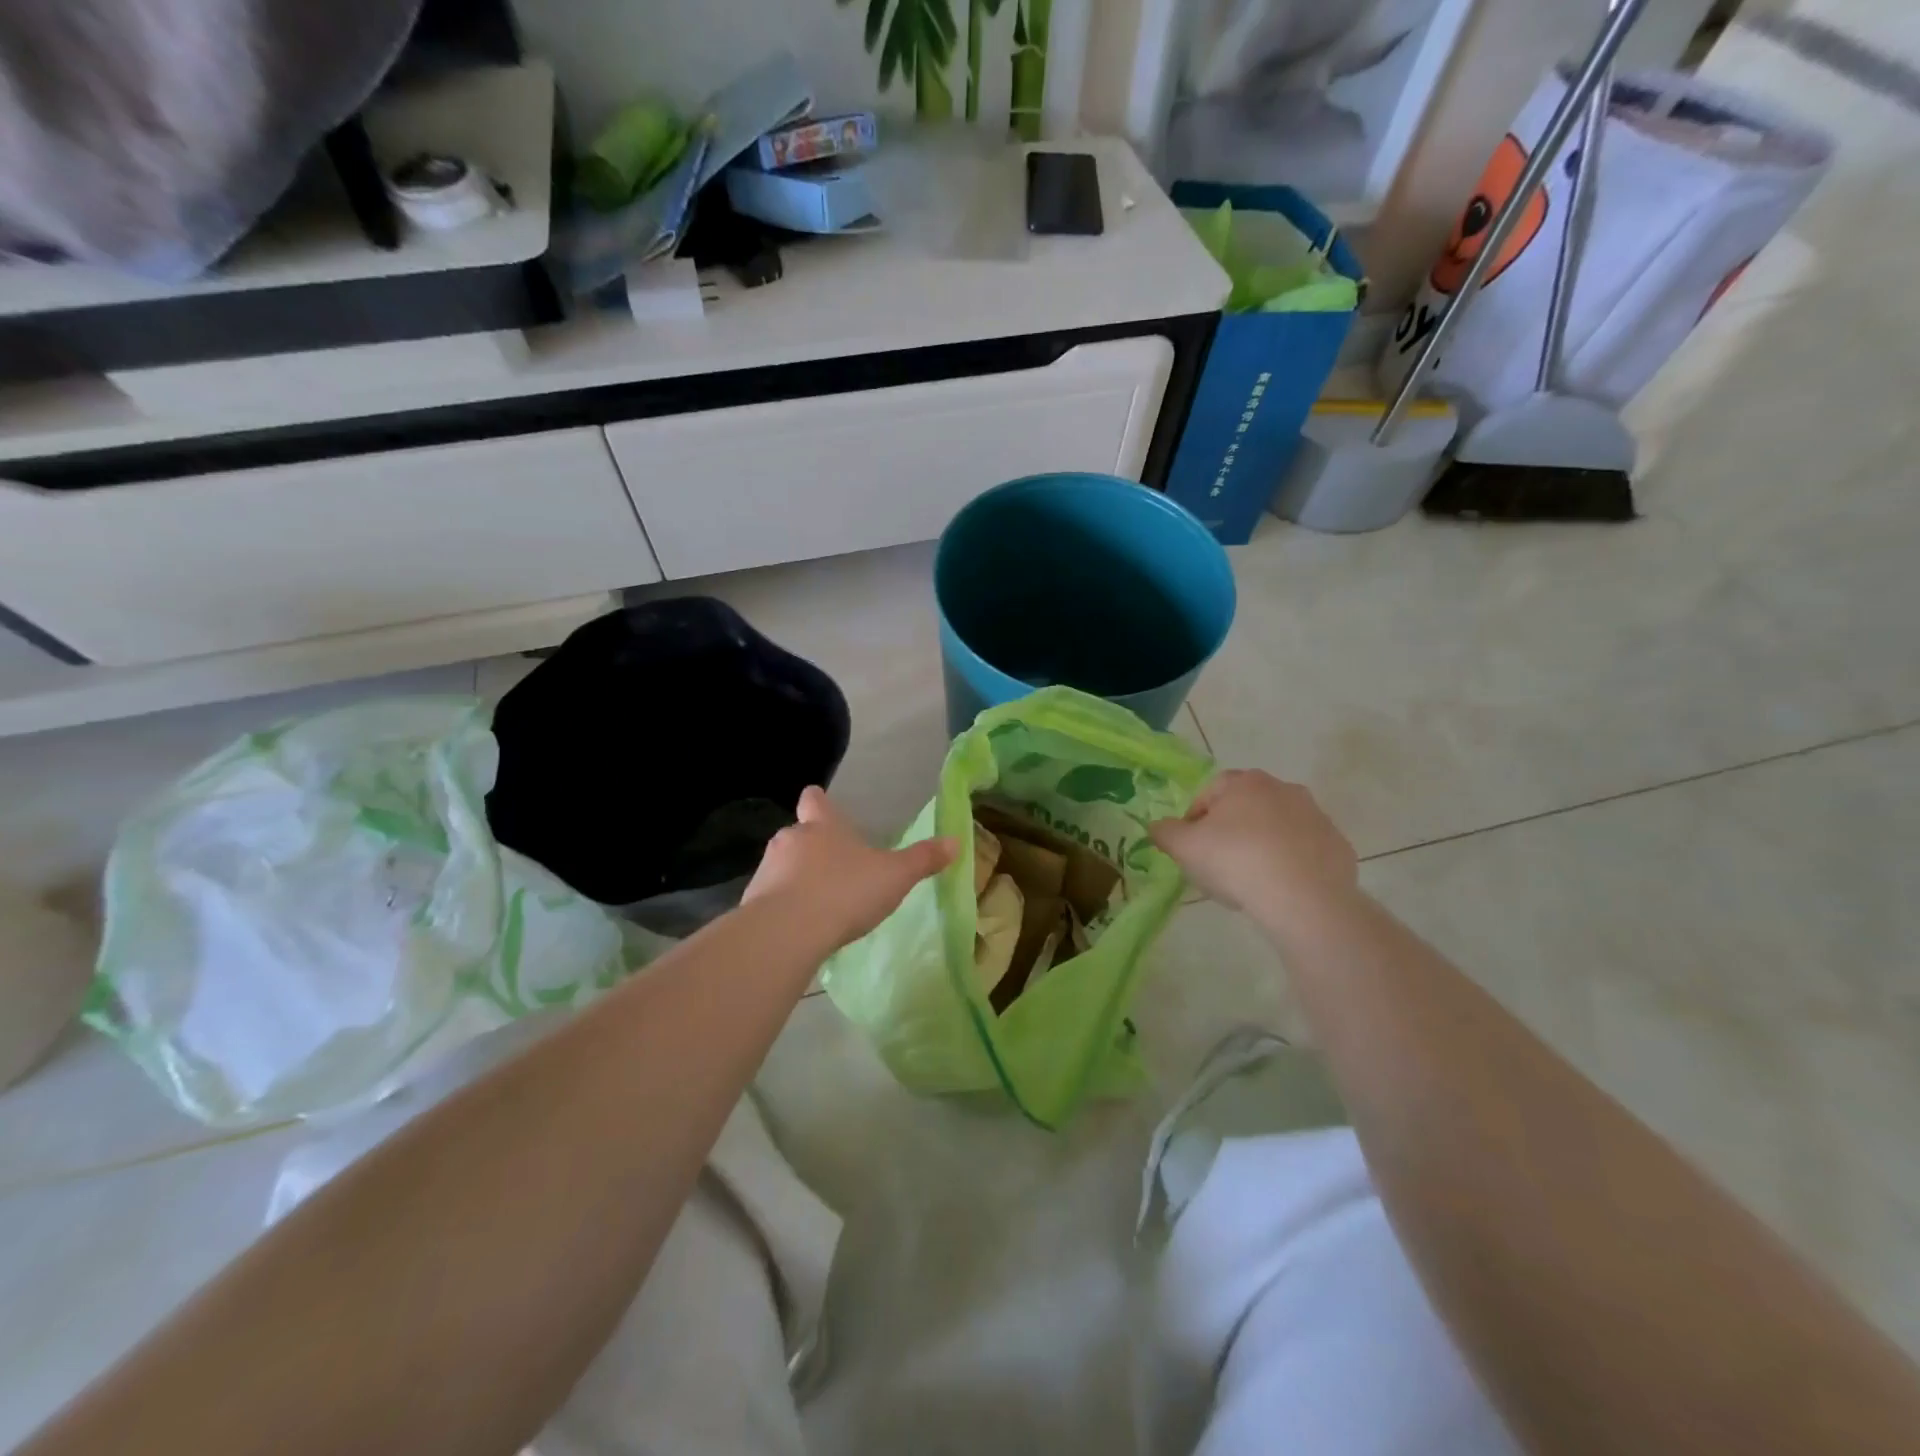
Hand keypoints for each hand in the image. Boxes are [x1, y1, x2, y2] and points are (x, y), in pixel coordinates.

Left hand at [743, 787, 955, 951]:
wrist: (788, 931)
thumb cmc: (845, 891)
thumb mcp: (894, 876)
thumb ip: (923, 859)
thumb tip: (955, 841)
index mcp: (823, 826)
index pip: (815, 800)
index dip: (819, 801)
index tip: (821, 804)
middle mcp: (791, 840)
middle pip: (799, 834)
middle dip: (813, 848)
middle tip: (836, 868)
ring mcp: (767, 869)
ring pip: (783, 866)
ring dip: (797, 878)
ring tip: (820, 903)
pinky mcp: (752, 902)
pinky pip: (771, 898)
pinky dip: (784, 907)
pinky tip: (801, 927)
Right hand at [1149, 770, 1359, 930]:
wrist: (1304, 899)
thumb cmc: (1236, 862)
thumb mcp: (1184, 848)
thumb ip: (1165, 832)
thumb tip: (1158, 827)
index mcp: (1245, 782)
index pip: (1209, 792)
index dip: (1194, 820)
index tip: (1191, 847)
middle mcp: (1284, 789)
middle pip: (1245, 808)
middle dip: (1231, 830)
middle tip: (1219, 864)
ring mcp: (1316, 816)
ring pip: (1277, 828)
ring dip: (1262, 846)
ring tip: (1251, 881)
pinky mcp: (1338, 846)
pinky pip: (1304, 852)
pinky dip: (1291, 864)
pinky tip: (1280, 890)